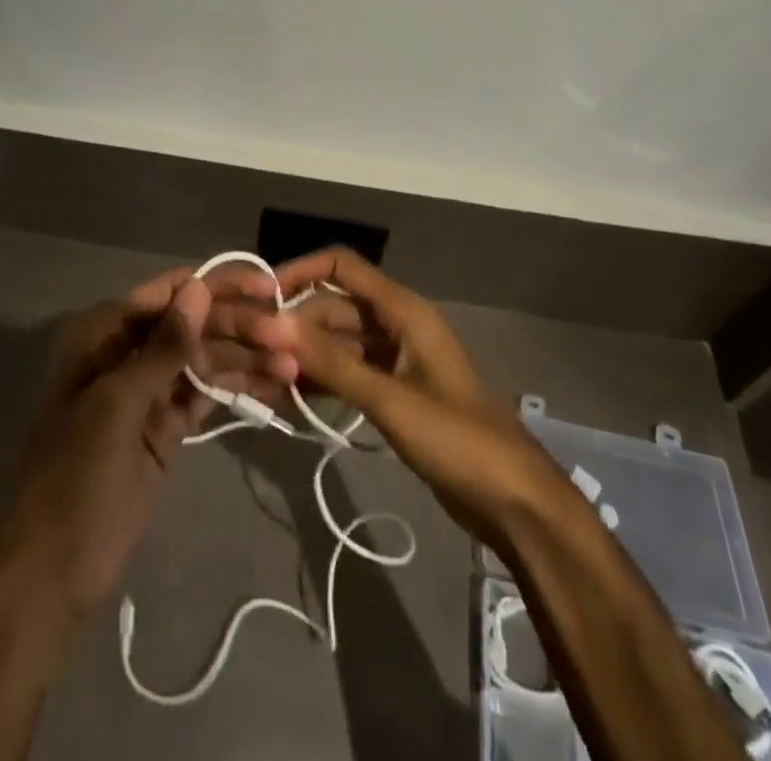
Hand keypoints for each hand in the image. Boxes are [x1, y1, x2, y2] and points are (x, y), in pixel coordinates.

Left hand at [0, 263, 290, 623]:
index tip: (265, 285)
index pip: (169, 294)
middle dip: (239, 327)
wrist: (49, 575)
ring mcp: (147, 393)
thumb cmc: (74, 477)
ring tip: (293, 365)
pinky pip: (204, 397)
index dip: (217, 285)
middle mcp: (127, 353)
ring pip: (203, 361)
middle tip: (289, 335)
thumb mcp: (117, 405)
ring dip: (245, 359)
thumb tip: (198, 287)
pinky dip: (236, 389)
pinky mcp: (164, 429)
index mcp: (103, 335)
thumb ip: (163, 347)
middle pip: (192, 326)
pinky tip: (275, 386)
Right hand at [270, 248, 567, 548]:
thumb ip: (331, 362)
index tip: (261, 297)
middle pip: (335, 306)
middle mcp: (397, 325)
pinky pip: (350, 372)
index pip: (342, 268)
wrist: (516, 502)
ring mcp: (397, 360)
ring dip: (306, 354)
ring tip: (264, 377)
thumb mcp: (389, 400)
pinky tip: (293, 397)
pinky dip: (324, 379)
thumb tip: (274, 323)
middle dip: (296, 324)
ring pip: (340, 341)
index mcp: (403, 311)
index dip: (300, 272)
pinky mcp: (396, 391)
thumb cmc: (458, 440)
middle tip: (255, 353)